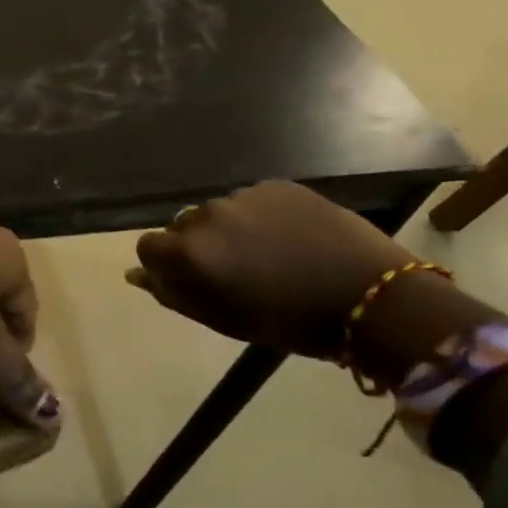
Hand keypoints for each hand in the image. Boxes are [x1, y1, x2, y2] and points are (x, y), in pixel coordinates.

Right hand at [127, 182, 412, 361]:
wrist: (372, 297)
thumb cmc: (290, 322)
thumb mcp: (224, 319)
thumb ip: (173, 293)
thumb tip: (135, 274)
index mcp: (190, 252)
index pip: (149, 246)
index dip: (164, 264)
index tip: (190, 280)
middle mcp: (207, 215)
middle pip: (183, 226)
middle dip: (198, 245)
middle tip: (234, 271)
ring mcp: (243, 195)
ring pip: (218, 212)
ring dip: (229, 230)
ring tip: (266, 253)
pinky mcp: (276, 185)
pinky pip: (251, 200)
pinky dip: (259, 216)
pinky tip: (289, 237)